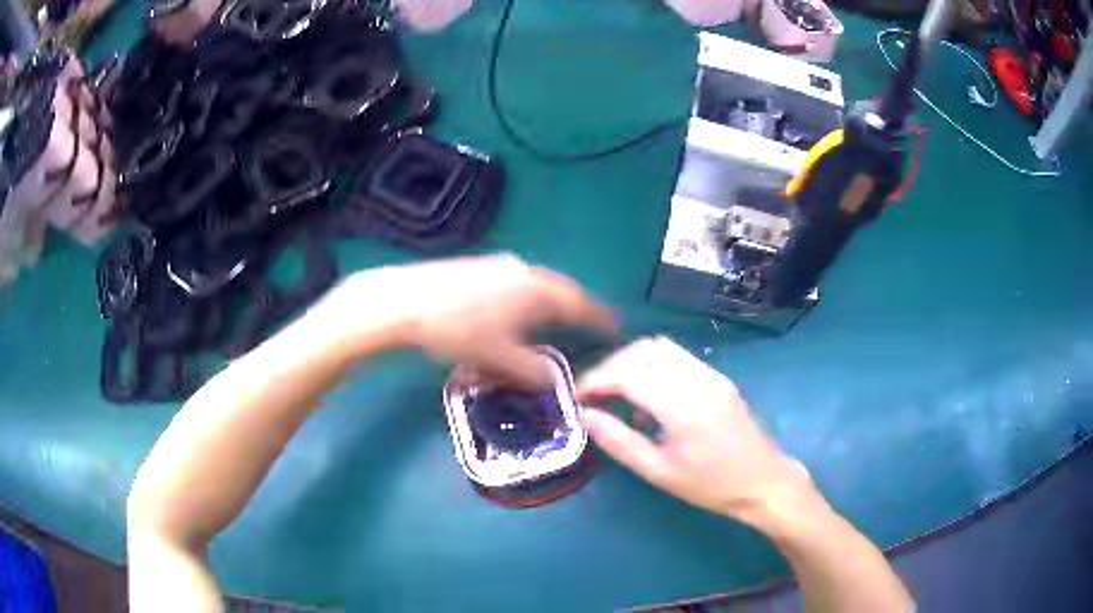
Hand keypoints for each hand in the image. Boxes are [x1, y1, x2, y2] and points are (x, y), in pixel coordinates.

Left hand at [337, 254, 615, 385]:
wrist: (405, 300)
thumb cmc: (457, 329)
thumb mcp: (498, 358)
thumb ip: (531, 372)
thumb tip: (553, 381)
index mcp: (537, 290)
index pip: (580, 305)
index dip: (600, 319)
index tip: (616, 328)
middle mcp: (525, 271)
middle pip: (562, 290)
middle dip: (577, 308)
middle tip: (589, 324)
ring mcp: (500, 265)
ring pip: (538, 285)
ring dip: (551, 303)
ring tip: (554, 319)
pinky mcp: (480, 266)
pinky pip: (518, 282)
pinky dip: (528, 298)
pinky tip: (515, 310)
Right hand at [577, 337, 814, 523]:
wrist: (764, 481)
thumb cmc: (711, 486)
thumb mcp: (660, 472)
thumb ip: (619, 441)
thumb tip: (585, 416)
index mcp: (684, 407)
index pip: (629, 373)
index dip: (596, 380)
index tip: (577, 398)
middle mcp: (699, 379)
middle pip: (642, 351)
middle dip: (610, 367)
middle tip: (593, 396)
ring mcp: (712, 374)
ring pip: (660, 347)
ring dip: (631, 362)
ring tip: (617, 394)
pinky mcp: (718, 377)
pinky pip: (677, 357)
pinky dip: (652, 366)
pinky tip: (648, 398)